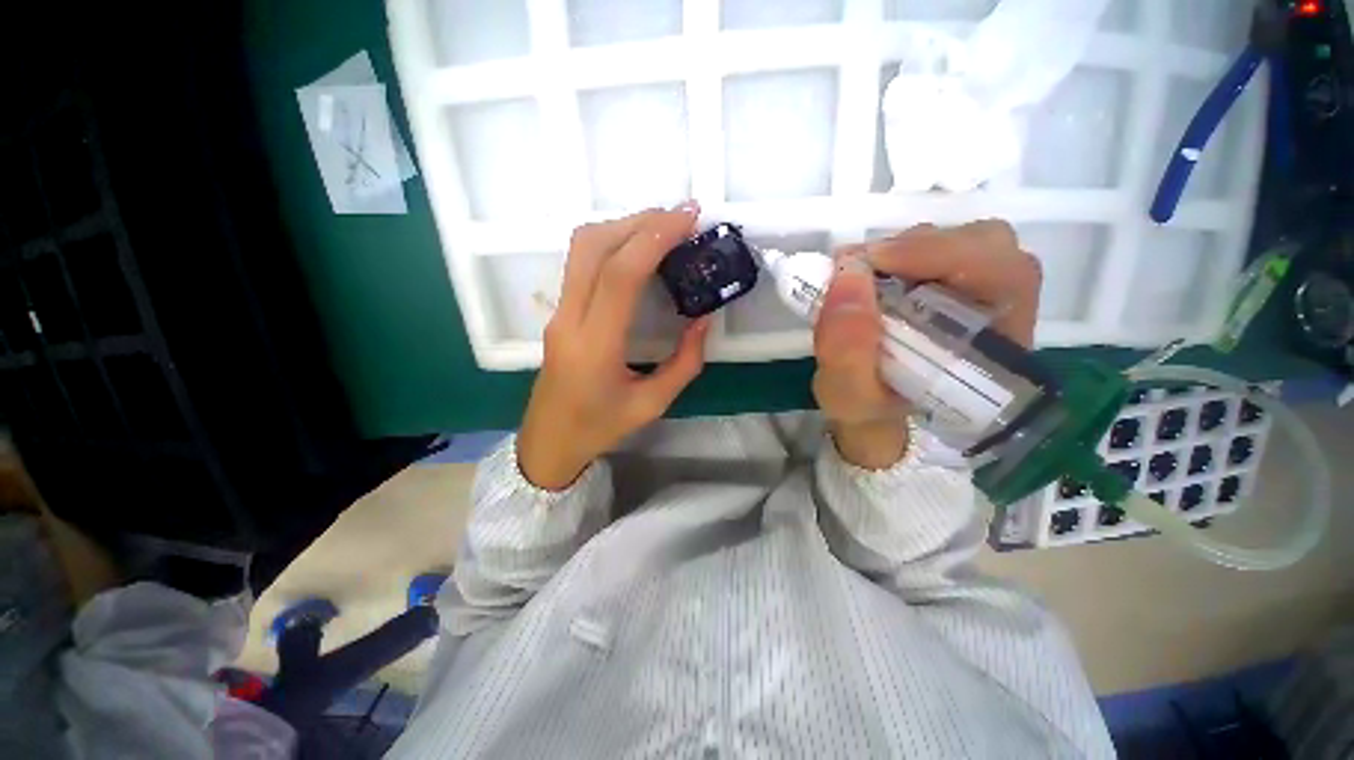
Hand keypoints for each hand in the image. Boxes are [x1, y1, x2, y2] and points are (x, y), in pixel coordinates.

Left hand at [517, 204, 710, 490]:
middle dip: (640, 221)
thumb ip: (685, 363)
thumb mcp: (652, 404)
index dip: (654, 239)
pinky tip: (638, 248)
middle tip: (681, 217)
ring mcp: (559, 311)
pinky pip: (581, 261)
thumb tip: (703, 320)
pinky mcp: (559, 310)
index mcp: (595, 346)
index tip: (688, 219)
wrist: (549, 440)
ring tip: (663, 227)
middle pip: (594, 246)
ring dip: (623, 226)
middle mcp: (570, 319)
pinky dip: (612, 241)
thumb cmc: (600, 427)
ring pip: (582, 247)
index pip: (620, 275)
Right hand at [813, 221, 1040, 468]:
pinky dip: (895, 254)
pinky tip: (867, 276)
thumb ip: (847, 353)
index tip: (874, 262)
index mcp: (996, 353)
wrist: (871, 417)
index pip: (1007, 278)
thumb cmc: (868, 415)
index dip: (946, 255)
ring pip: (959, 242)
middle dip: (917, 249)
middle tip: (858, 267)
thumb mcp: (849, 399)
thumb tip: (847, 277)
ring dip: (903, 249)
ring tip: (857, 274)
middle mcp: (1000, 316)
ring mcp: (974, 297)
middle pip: (987, 248)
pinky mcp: (946, 288)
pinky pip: (933, 252)